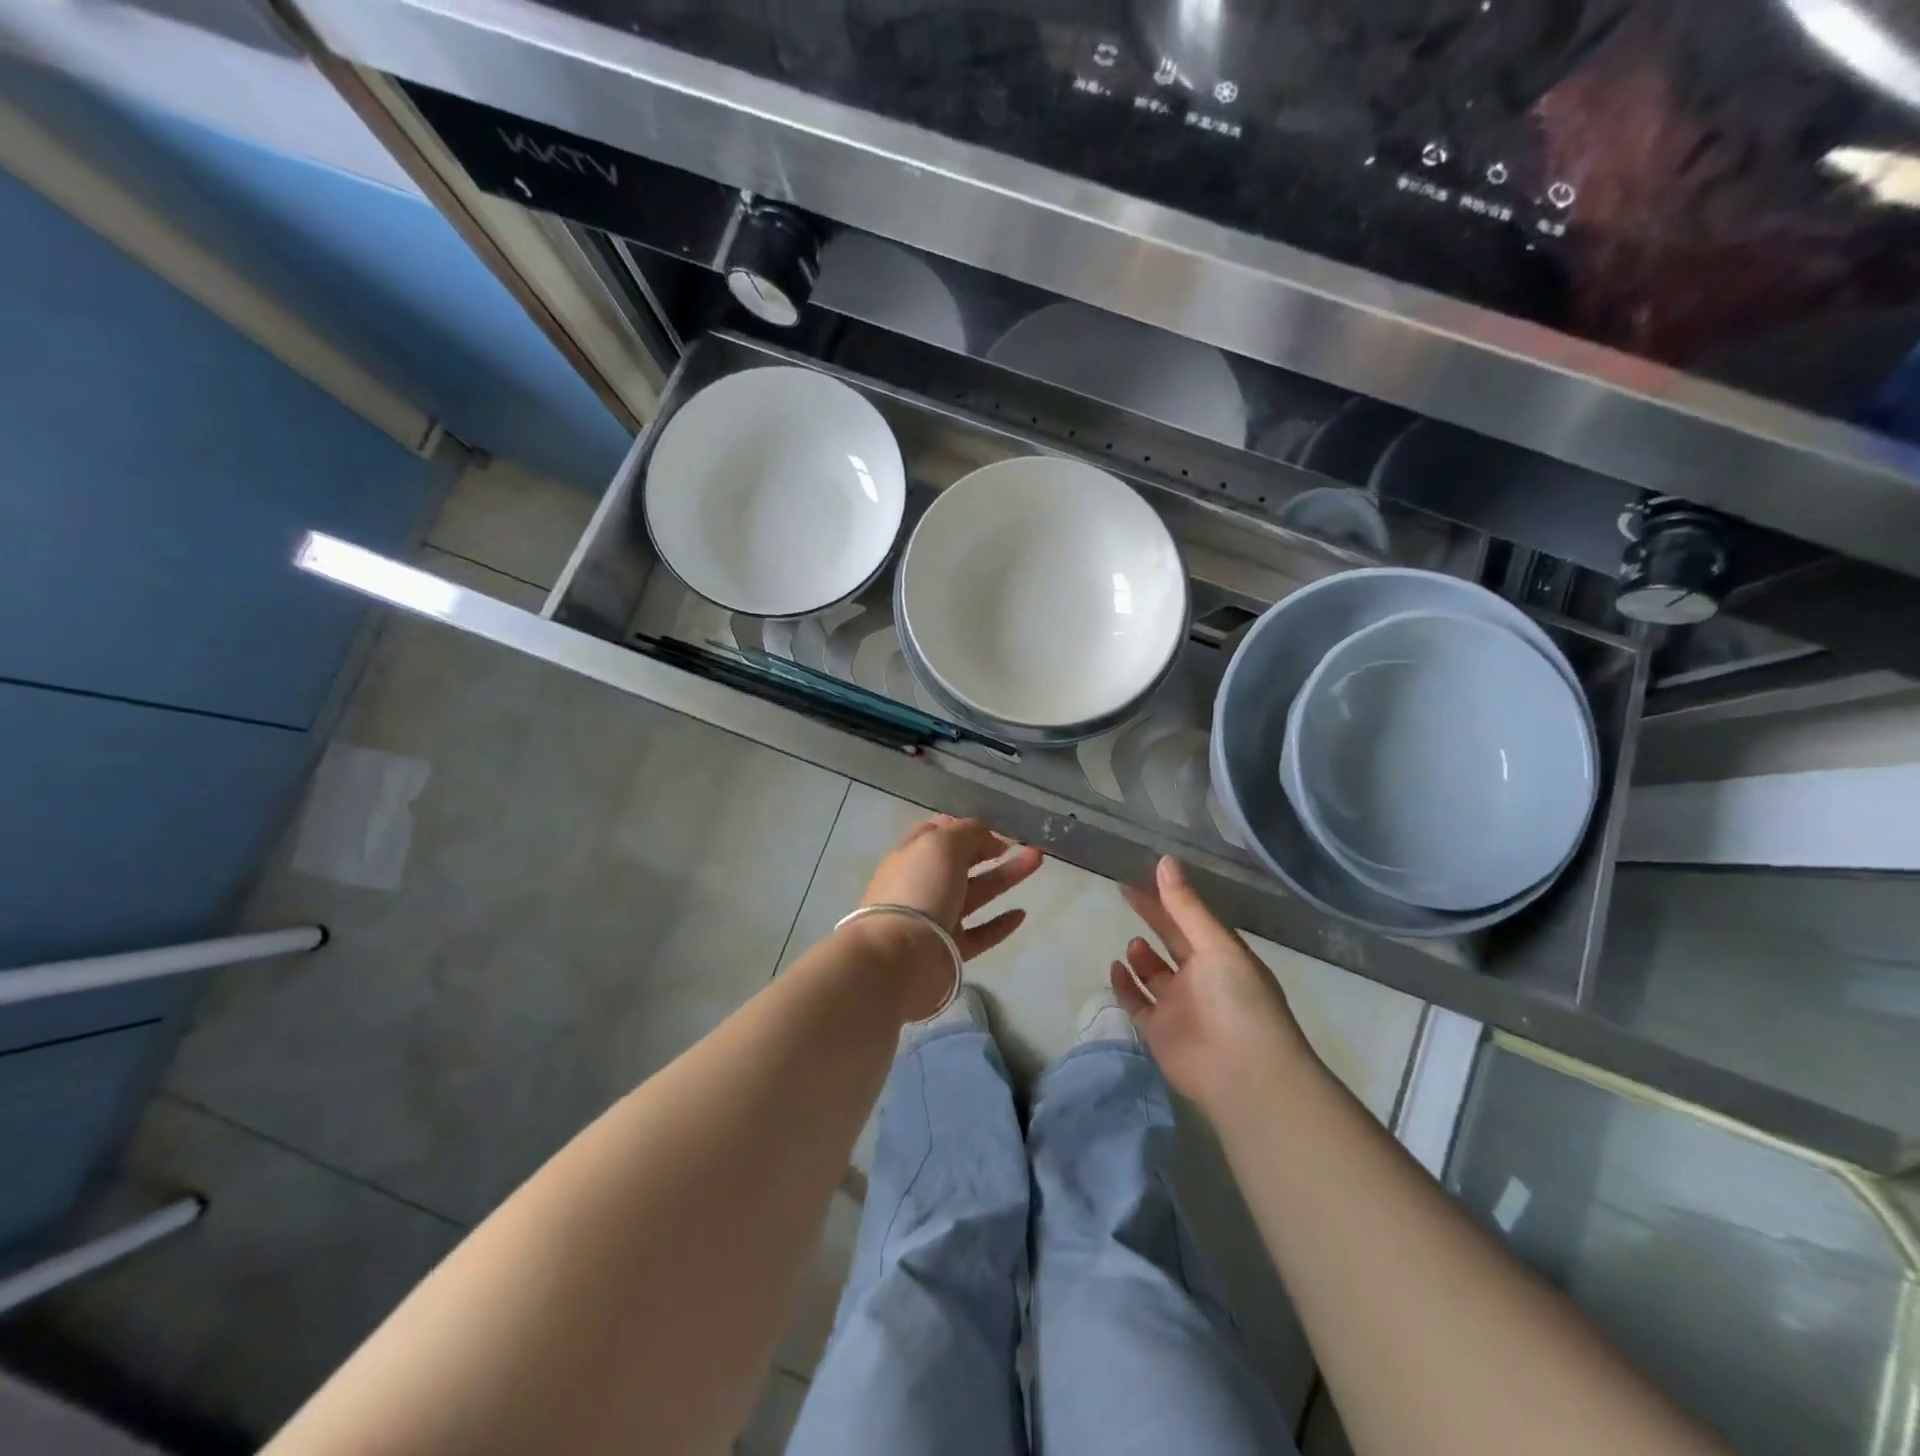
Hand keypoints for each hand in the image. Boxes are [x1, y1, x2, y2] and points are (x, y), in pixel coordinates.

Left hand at [849, 817, 1043, 1013]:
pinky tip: (1021, 913)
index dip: (966, 827)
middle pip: (962, 862)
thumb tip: (989, 838)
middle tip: (1023, 842)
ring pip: (976, 893)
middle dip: (992, 849)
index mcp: (913, 856)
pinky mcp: (950, 950)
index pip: (938, 834)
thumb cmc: (919, 889)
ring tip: (1037, 860)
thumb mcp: (942, 844)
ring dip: (1006, 876)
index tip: (997, 827)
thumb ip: (968, 832)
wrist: (901, 956)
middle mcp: (923, 885)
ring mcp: (936, 919)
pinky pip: (980, 934)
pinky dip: (1000, 923)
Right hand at [1113, 857, 1311, 1114]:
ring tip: (1133, 943)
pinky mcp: (1159, 1032)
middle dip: (1151, 920)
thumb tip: (1165, 861)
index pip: (1188, 919)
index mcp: (1220, 956)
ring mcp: (1179, 1007)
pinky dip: (1125, 986)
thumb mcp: (1215, 945)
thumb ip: (1186, 906)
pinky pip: (1138, 1003)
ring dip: (1141, 957)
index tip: (1141, 877)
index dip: (1166, 898)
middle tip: (1124, 894)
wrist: (1245, 1074)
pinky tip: (1115, 967)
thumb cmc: (1238, 1000)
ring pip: (1154, 975)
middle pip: (1170, 942)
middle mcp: (1200, 978)